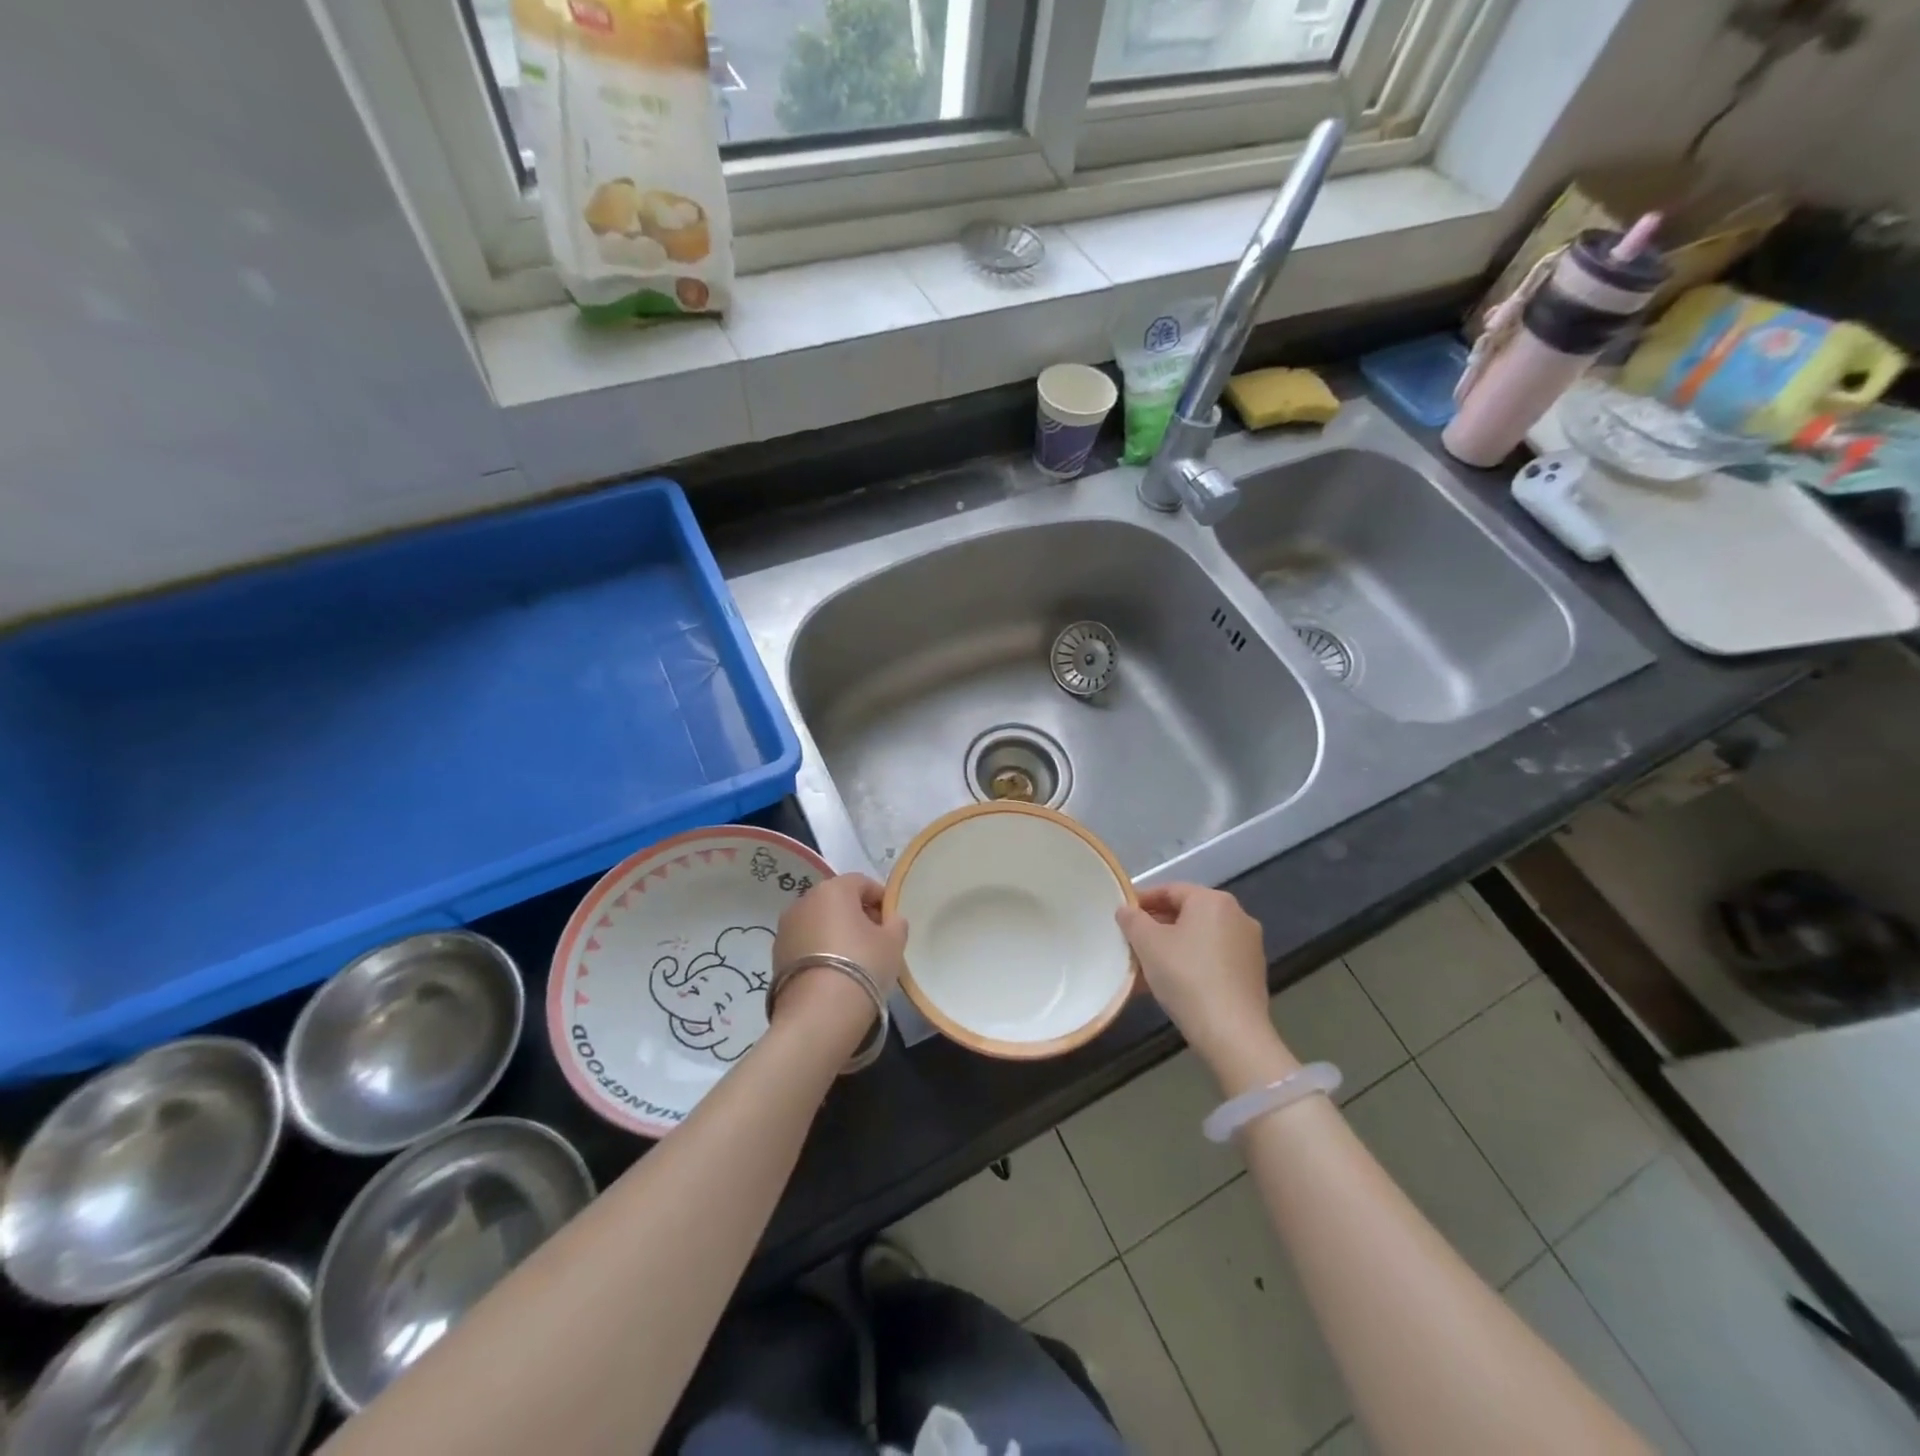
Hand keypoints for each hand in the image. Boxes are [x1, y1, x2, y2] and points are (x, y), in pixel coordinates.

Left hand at [772, 873, 908, 1025]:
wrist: (818, 1013)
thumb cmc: (863, 965)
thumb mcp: (893, 942)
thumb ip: (896, 923)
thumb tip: (890, 920)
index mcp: (833, 889)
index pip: (862, 883)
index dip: (880, 899)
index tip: (891, 922)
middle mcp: (804, 901)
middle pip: (837, 901)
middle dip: (857, 915)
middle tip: (875, 940)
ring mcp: (785, 928)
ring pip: (818, 922)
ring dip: (835, 933)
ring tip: (853, 961)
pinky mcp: (775, 955)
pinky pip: (805, 944)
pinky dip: (819, 951)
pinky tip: (833, 974)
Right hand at [1117, 883, 1297, 1089]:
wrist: (1232, 1033)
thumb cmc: (1186, 976)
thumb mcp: (1148, 944)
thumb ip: (1132, 920)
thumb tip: (1126, 909)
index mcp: (1213, 901)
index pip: (1170, 890)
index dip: (1142, 900)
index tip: (1121, 915)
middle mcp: (1237, 916)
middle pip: (1186, 914)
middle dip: (1155, 927)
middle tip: (1130, 941)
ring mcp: (1248, 946)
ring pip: (1198, 939)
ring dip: (1170, 948)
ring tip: (1144, 967)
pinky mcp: (1251, 973)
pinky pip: (1212, 959)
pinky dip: (1189, 964)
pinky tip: (1168, 984)